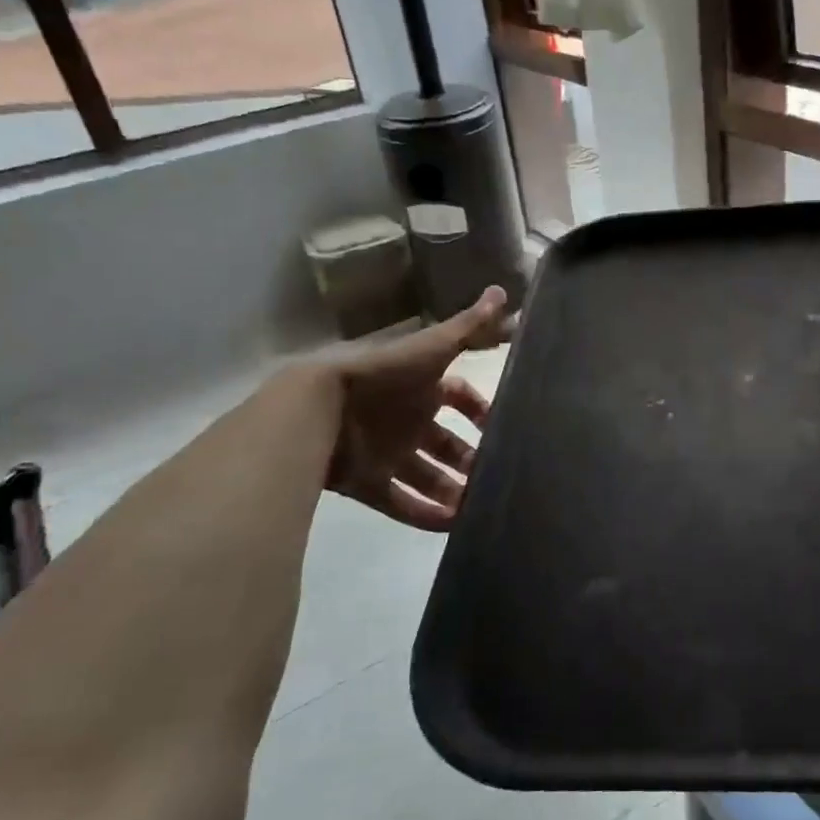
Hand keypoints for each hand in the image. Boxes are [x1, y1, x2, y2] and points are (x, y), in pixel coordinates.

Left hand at [318, 287, 510, 530]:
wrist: (315, 408)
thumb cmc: (381, 374)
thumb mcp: (431, 349)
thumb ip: (469, 328)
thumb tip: (504, 292)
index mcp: (420, 386)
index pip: (459, 396)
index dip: (479, 408)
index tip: (501, 424)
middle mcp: (406, 419)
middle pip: (445, 442)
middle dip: (469, 457)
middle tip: (494, 474)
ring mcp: (385, 452)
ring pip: (426, 476)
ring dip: (452, 491)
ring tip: (478, 506)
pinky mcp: (367, 482)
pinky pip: (400, 502)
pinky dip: (424, 515)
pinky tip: (452, 526)